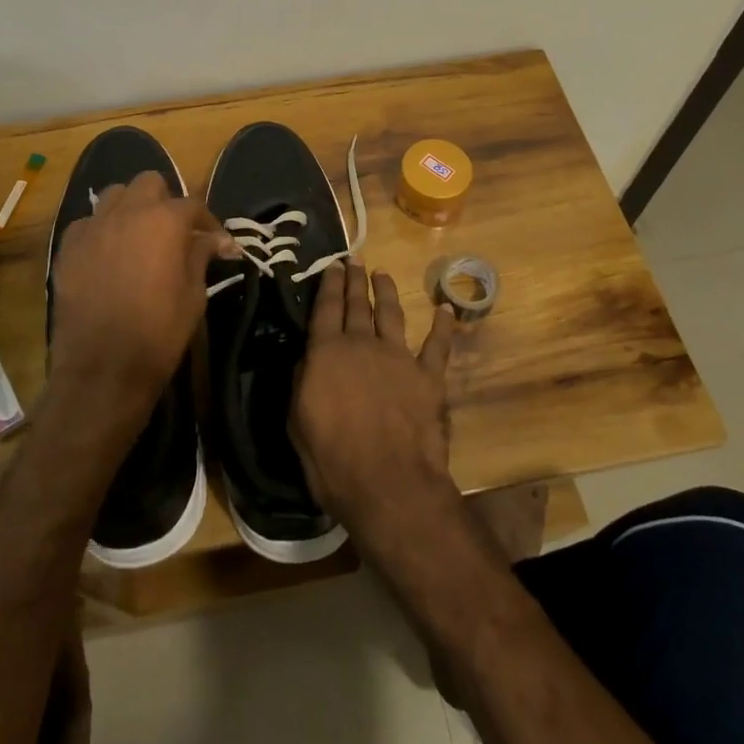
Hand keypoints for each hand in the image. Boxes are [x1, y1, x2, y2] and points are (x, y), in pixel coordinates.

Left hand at [47, 171, 233, 433]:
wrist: (102, 369)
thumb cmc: (159, 333)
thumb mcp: (194, 294)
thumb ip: (201, 256)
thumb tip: (217, 240)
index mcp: (164, 221)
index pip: (193, 204)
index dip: (208, 222)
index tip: (218, 243)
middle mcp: (127, 213)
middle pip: (149, 183)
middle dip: (165, 201)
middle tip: (175, 232)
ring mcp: (93, 228)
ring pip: (114, 195)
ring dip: (131, 208)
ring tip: (139, 235)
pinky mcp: (67, 248)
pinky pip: (87, 223)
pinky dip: (101, 230)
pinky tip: (107, 254)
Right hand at [290, 261, 457, 538]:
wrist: (389, 483)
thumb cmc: (332, 459)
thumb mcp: (298, 422)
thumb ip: (302, 382)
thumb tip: (307, 359)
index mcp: (327, 353)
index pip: (326, 308)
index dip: (328, 284)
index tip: (332, 265)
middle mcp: (363, 345)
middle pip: (358, 304)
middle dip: (354, 280)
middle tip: (354, 260)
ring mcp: (399, 357)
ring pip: (392, 314)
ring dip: (387, 292)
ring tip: (382, 275)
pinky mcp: (428, 377)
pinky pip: (437, 345)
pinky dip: (442, 327)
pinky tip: (445, 310)